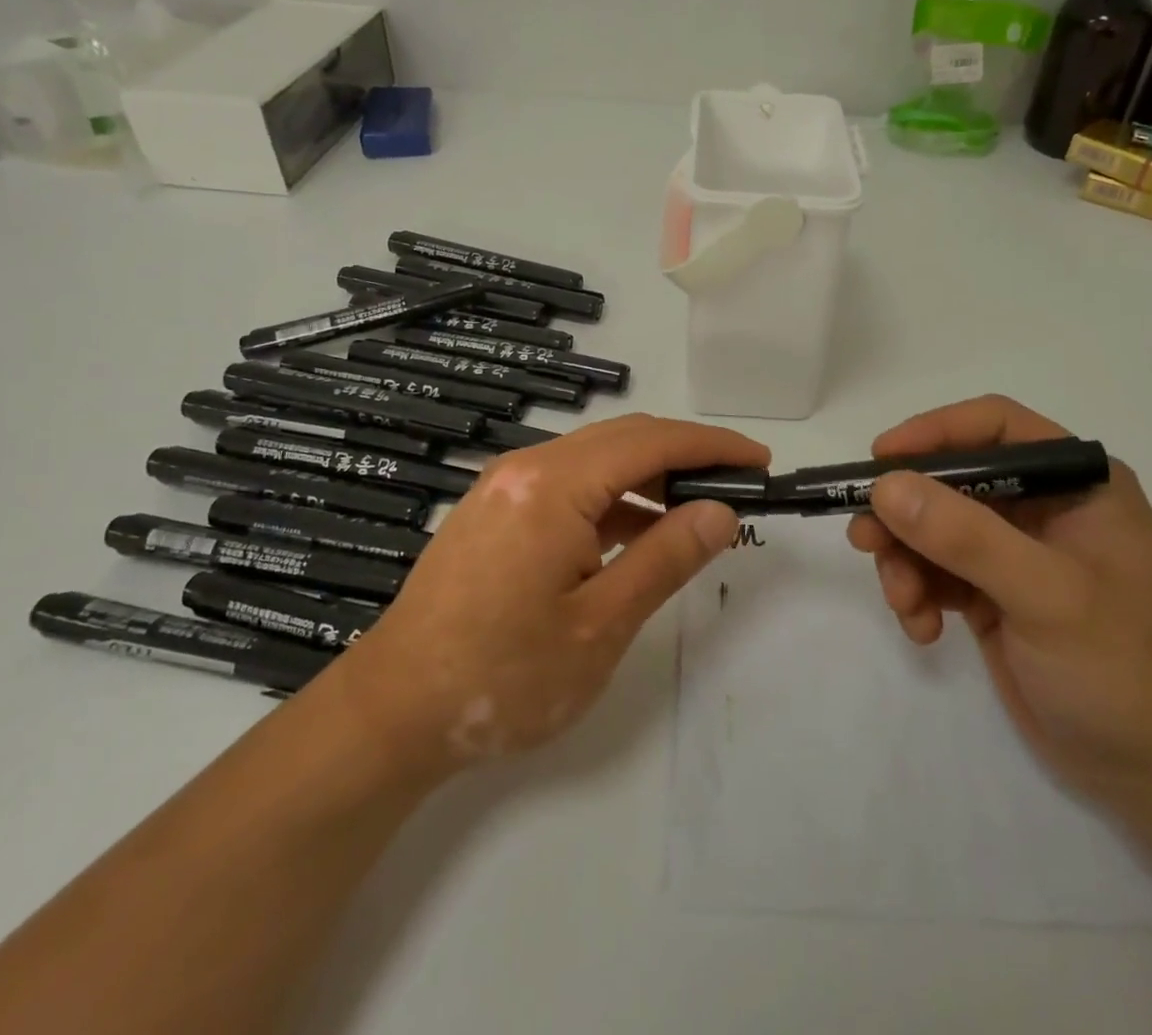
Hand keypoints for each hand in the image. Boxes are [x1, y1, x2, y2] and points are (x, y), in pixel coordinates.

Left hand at [336, 414, 768, 786]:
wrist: (392, 712)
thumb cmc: (502, 677)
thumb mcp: (600, 625)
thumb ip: (666, 558)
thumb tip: (720, 511)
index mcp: (553, 484)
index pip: (652, 442)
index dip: (711, 446)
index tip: (759, 461)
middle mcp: (527, 467)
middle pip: (623, 439)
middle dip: (685, 454)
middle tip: (737, 486)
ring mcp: (505, 486)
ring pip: (596, 459)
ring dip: (649, 476)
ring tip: (696, 512)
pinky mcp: (495, 510)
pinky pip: (569, 485)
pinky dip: (612, 499)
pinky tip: (637, 533)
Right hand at [848, 395, 1151, 815]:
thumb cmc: (1123, 669)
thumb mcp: (1046, 595)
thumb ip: (965, 537)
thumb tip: (885, 487)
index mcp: (1076, 483)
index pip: (995, 426)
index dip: (934, 432)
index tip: (881, 460)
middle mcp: (1044, 507)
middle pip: (951, 480)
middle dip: (906, 512)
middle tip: (864, 539)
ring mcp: (1017, 553)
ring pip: (934, 528)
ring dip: (906, 561)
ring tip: (904, 603)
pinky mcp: (995, 596)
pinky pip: (936, 573)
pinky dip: (919, 595)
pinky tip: (924, 631)